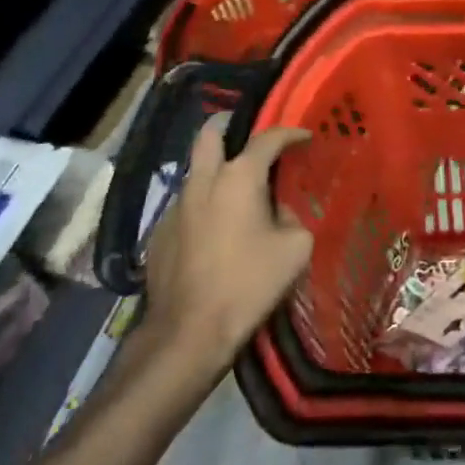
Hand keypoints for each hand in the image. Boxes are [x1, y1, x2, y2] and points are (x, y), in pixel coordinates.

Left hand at [142, 115, 312, 375]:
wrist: (189, 332)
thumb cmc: (249, 283)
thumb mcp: (295, 249)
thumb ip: (292, 218)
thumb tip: (278, 212)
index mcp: (239, 178)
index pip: (268, 139)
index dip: (290, 133)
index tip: (305, 137)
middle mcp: (203, 182)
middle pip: (210, 135)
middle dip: (229, 132)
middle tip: (250, 149)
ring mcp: (175, 207)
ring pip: (196, 174)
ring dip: (216, 176)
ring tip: (237, 200)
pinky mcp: (159, 235)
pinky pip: (186, 208)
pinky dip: (203, 210)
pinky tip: (216, 238)